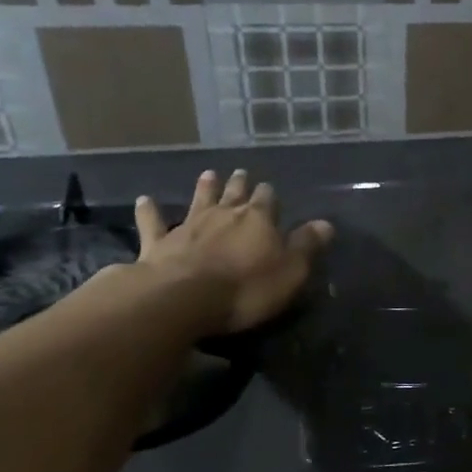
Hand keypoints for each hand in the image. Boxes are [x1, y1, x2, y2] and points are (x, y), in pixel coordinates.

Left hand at [132, 169, 331, 338]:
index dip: (270, 196)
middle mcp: (224, 215)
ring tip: (208, 174)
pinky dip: (149, 211)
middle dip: (240, 184)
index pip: (268, 200)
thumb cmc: (246, 287)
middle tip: (241, 173)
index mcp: (259, 219)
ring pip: (199, 200)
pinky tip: (144, 200)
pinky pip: (153, 223)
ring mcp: (189, 226)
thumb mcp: (290, 270)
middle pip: (234, 194)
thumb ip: (307, 246)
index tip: (270, 189)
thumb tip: (326, 224)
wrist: (184, 298)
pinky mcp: (159, 244)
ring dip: (204, 188)